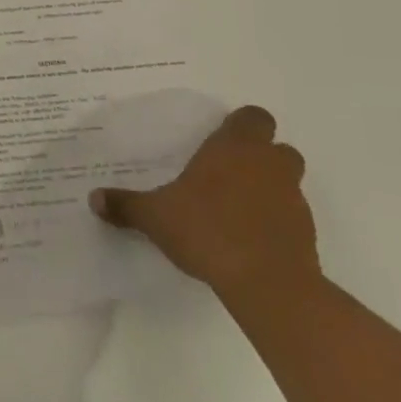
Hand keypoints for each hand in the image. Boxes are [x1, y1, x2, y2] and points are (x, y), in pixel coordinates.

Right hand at [89, 105, 317, 303]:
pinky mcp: (307, 236)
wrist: (268, 284)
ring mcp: (293, 200)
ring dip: (269, 190)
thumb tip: (93, 198)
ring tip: (236, 210)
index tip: (221, 140)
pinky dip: (275, 223)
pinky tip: (249, 241)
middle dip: (260, 157)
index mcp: (235, 148)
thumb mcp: (156, 216)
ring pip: (288, 183)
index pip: (253, 117)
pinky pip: (291, 219)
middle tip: (229, 172)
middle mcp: (268, 165)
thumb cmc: (208, 230)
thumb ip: (127, 205)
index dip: (241, 125)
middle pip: (278, 148)